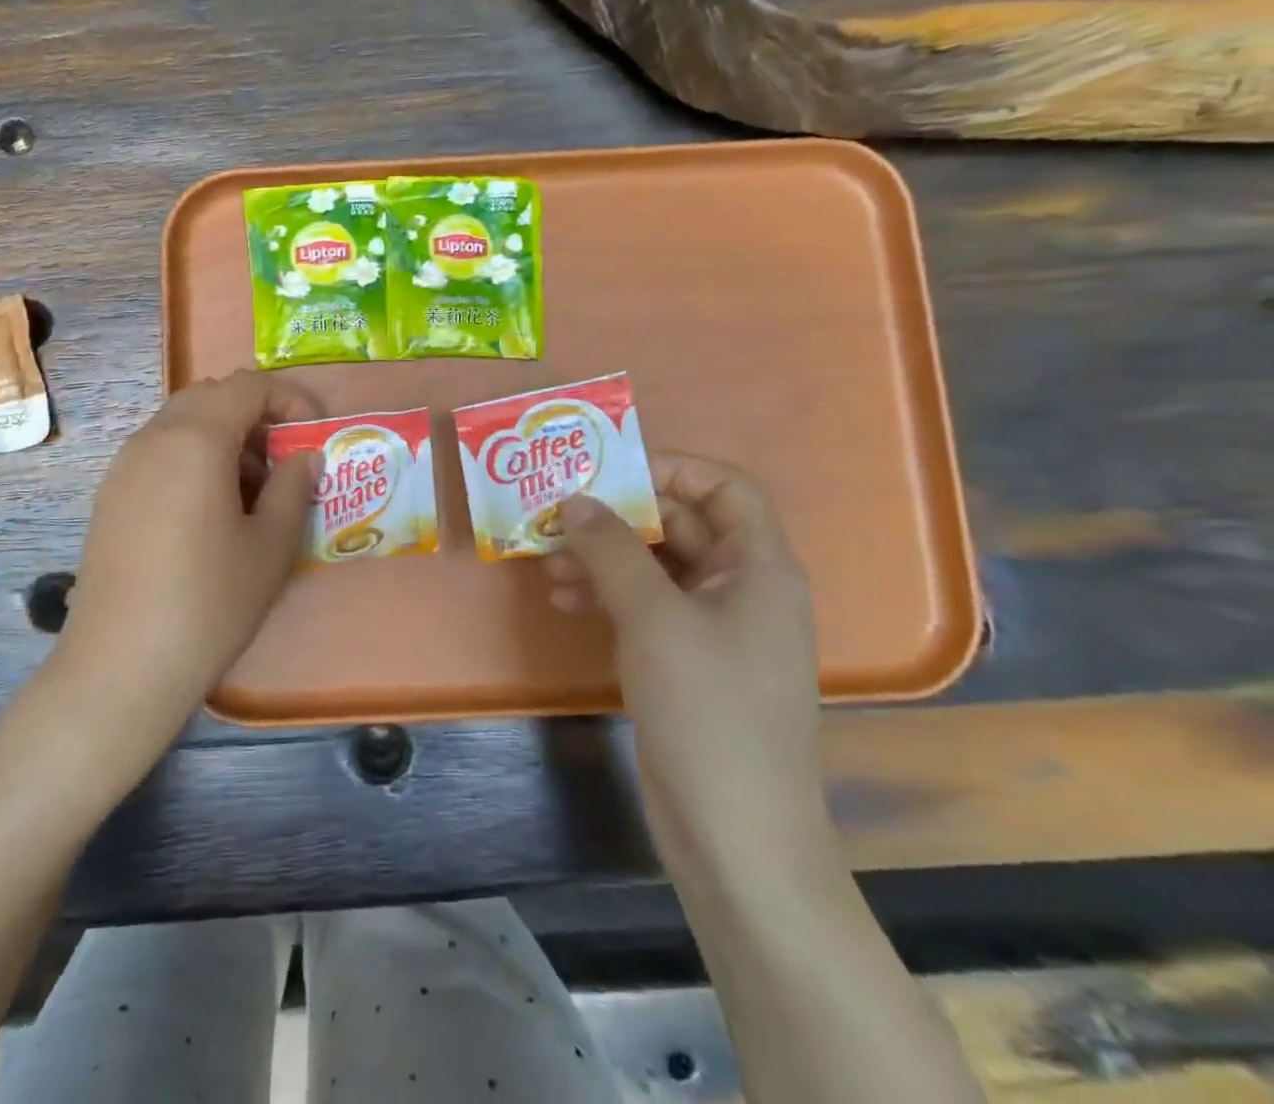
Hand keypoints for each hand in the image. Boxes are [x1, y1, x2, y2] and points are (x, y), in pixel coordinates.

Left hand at [55, 371, 321, 758]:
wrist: (120, 666)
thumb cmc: (209, 602)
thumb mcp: (270, 545)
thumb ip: (294, 487)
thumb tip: (305, 456)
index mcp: (195, 439)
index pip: (248, 385)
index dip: (290, 399)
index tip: (313, 436)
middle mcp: (153, 438)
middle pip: (211, 396)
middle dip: (254, 416)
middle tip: (282, 463)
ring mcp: (124, 466)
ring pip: (182, 423)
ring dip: (223, 438)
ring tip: (250, 494)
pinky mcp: (110, 495)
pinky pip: (159, 452)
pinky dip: (193, 459)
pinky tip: (208, 514)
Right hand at [548, 455, 831, 879]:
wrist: (737, 838)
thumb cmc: (708, 711)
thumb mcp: (653, 618)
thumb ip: (611, 549)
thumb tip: (574, 500)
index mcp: (759, 567)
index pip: (725, 487)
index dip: (671, 468)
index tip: (607, 471)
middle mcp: (742, 589)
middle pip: (681, 525)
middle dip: (618, 517)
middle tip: (556, 514)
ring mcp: (715, 629)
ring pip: (656, 568)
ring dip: (603, 558)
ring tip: (547, 564)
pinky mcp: (688, 663)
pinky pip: (646, 608)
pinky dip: (607, 597)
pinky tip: (564, 602)